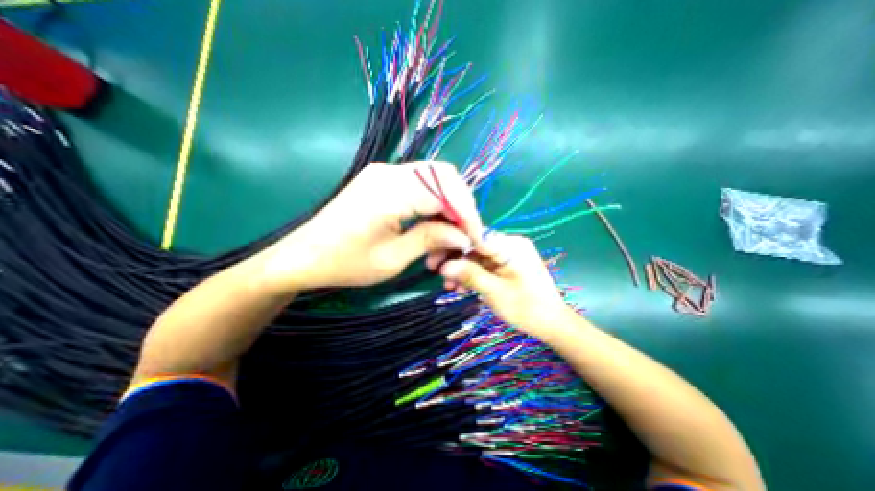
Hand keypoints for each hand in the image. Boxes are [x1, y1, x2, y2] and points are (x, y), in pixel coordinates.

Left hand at [260, 161, 481, 290]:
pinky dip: (435, 203)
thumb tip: (463, 235)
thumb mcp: (392, 260)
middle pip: (445, 176)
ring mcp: (385, 172)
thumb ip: (430, 240)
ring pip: (435, 179)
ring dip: (449, 205)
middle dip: (462, 206)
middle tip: (464, 236)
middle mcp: (389, 172)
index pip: (446, 190)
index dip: (467, 214)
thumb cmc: (344, 264)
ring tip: (449, 235)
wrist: (302, 256)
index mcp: (390, 191)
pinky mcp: (382, 179)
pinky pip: (421, 184)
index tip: (475, 240)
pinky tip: (432, 225)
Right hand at [433, 233, 570, 334]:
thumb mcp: (495, 292)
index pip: (475, 238)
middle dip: (456, 262)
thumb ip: (470, 275)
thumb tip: (444, 266)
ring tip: (450, 288)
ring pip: (477, 258)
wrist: (552, 324)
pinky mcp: (507, 264)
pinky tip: (462, 288)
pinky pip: (485, 265)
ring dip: (463, 271)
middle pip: (475, 247)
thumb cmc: (527, 308)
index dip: (453, 247)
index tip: (435, 261)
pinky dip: (473, 275)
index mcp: (511, 245)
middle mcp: (510, 244)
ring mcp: (508, 254)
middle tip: (440, 277)